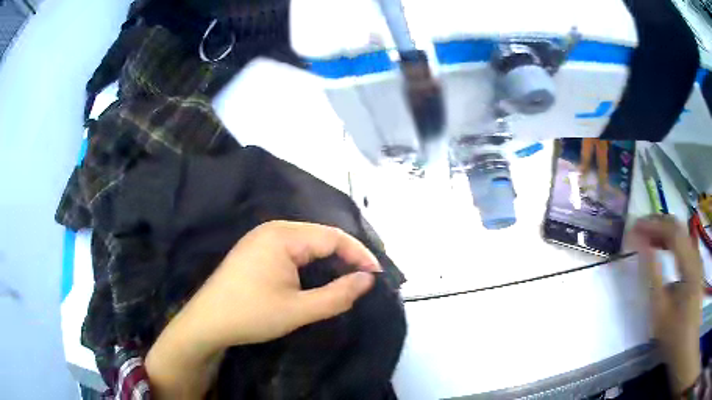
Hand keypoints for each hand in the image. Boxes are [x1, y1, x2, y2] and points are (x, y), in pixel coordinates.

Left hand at [146, 221, 381, 398]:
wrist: (207, 322)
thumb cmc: (251, 315)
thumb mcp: (299, 310)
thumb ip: (338, 295)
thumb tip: (368, 280)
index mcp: (283, 235)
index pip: (333, 237)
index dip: (359, 255)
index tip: (377, 276)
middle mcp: (272, 229)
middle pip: (320, 237)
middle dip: (346, 256)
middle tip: (365, 279)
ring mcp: (261, 238)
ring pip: (307, 243)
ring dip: (329, 259)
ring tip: (347, 278)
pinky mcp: (255, 250)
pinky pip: (292, 249)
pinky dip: (311, 262)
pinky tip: (317, 276)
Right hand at [630, 215, 703, 393]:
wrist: (687, 345)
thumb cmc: (674, 333)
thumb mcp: (661, 311)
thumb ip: (653, 275)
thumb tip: (641, 246)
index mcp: (689, 263)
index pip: (672, 231)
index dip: (652, 225)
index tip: (633, 228)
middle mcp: (695, 254)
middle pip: (677, 227)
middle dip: (657, 223)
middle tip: (638, 229)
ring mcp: (696, 258)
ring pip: (680, 233)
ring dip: (663, 231)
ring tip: (646, 237)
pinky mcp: (695, 265)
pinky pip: (682, 244)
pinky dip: (670, 241)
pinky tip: (661, 248)